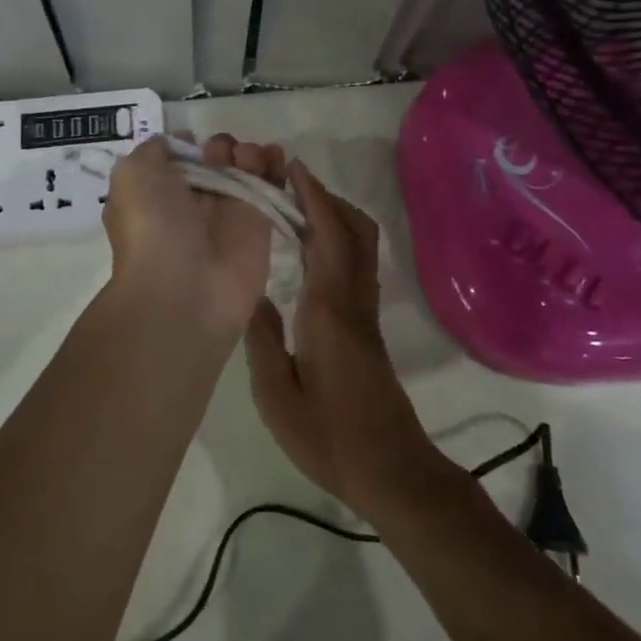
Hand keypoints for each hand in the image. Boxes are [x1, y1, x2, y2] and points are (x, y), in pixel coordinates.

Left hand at [102, 134, 286, 336]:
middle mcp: (194, 200)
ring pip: (245, 168)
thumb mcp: (133, 174)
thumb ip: (154, 149)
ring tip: (247, 159)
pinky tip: (275, 156)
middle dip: (221, 145)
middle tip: (218, 158)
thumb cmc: (152, 225)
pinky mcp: (260, 224)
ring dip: (250, 152)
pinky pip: (271, 186)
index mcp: (159, 190)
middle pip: (216, 158)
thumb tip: (180, 142)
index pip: (181, 157)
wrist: (185, 288)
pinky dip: (276, 166)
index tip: (194, 141)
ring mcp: (228, 212)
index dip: (189, 143)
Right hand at [245, 163, 451, 522]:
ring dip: (334, 215)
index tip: (291, 168)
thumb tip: (249, 290)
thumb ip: (261, 337)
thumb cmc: (329, 437)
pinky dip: (335, 239)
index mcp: (330, 309)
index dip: (313, 197)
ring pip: (361, 245)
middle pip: (355, 230)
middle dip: (326, 197)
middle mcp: (354, 300)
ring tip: (293, 207)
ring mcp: (365, 312)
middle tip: (287, 182)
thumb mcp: (277, 395)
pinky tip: (307, 250)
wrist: (391, 472)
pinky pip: (355, 264)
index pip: (328, 236)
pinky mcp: (367, 327)